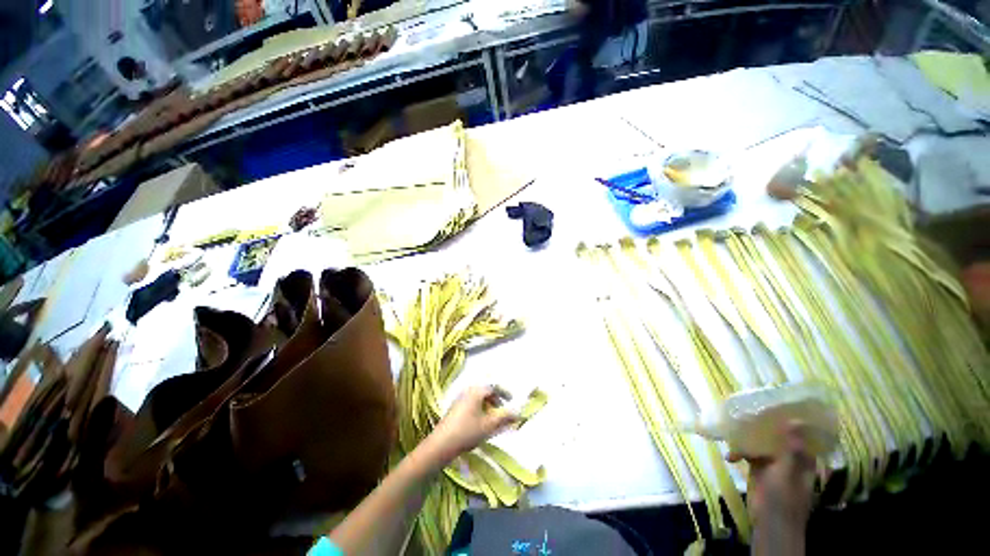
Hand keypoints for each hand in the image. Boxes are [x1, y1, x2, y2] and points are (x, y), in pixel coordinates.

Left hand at [426, 386, 519, 463]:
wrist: (440, 445)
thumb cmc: (466, 432)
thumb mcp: (489, 425)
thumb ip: (504, 417)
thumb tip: (518, 412)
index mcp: (476, 391)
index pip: (493, 386)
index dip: (504, 392)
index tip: (511, 399)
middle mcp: (467, 391)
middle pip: (485, 391)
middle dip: (495, 399)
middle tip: (502, 410)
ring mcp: (459, 399)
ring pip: (477, 398)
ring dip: (487, 405)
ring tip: (492, 418)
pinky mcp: (454, 409)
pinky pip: (471, 403)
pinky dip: (479, 409)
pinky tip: (480, 422)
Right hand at [728, 421, 814, 545]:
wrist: (770, 522)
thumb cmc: (784, 498)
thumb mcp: (787, 471)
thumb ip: (791, 447)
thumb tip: (795, 420)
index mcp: (803, 458)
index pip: (801, 434)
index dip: (792, 420)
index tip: (779, 404)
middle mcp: (789, 457)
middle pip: (778, 435)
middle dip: (765, 425)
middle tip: (750, 410)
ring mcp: (773, 462)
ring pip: (761, 442)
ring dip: (749, 436)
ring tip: (734, 427)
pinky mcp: (758, 468)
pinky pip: (748, 453)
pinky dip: (739, 451)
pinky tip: (730, 454)